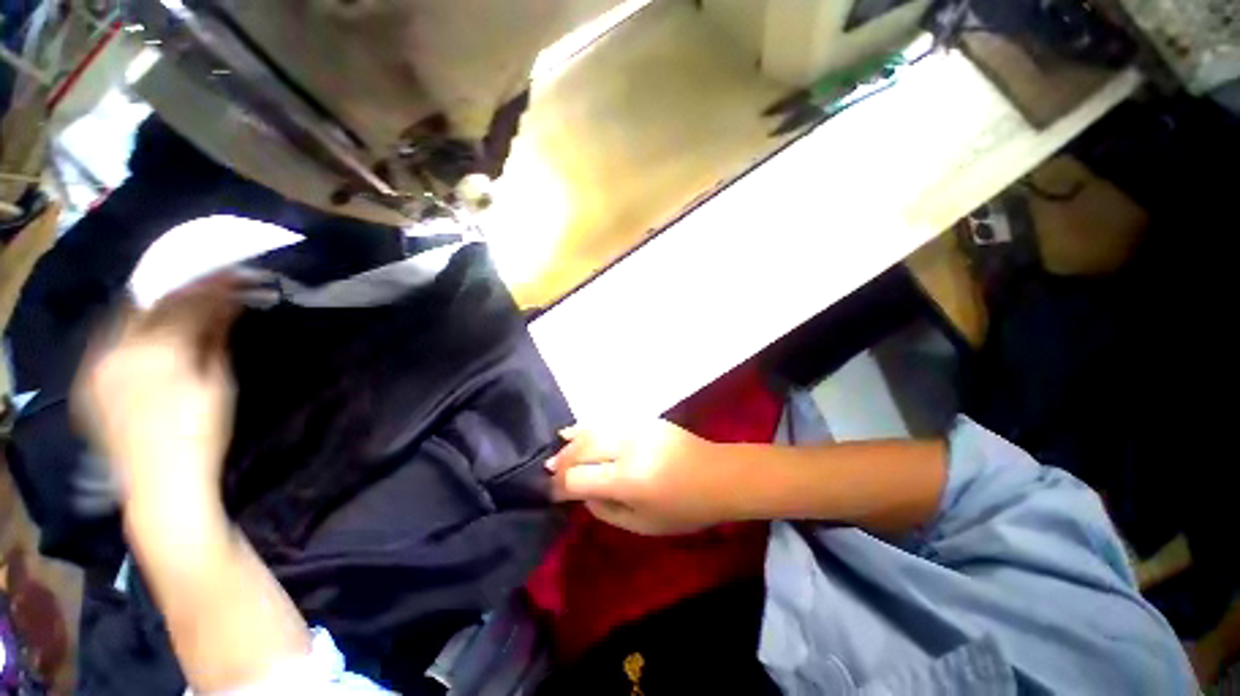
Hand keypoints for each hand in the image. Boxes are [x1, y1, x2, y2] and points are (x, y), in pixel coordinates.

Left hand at [73, 276, 240, 513]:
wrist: (160, 483)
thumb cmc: (201, 433)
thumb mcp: (218, 383)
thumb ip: (216, 337)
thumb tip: (229, 303)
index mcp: (160, 351)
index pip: (187, 302)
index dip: (210, 285)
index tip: (231, 273)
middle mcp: (121, 349)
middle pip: (151, 303)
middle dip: (179, 288)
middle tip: (203, 280)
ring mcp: (98, 364)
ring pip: (125, 317)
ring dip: (153, 304)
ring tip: (175, 299)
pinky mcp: (88, 380)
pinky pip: (107, 339)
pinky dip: (128, 327)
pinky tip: (143, 328)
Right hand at [548, 420, 746, 534]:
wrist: (717, 475)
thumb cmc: (685, 509)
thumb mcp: (642, 525)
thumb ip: (605, 510)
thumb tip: (582, 494)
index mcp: (628, 479)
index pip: (578, 478)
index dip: (560, 487)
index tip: (553, 494)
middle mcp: (627, 448)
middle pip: (581, 450)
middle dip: (561, 463)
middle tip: (552, 474)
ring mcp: (635, 428)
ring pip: (591, 431)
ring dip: (570, 444)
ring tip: (558, 454)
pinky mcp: (642, 419)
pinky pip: (606, 421)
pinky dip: (586, 428)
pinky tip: (572, 432)